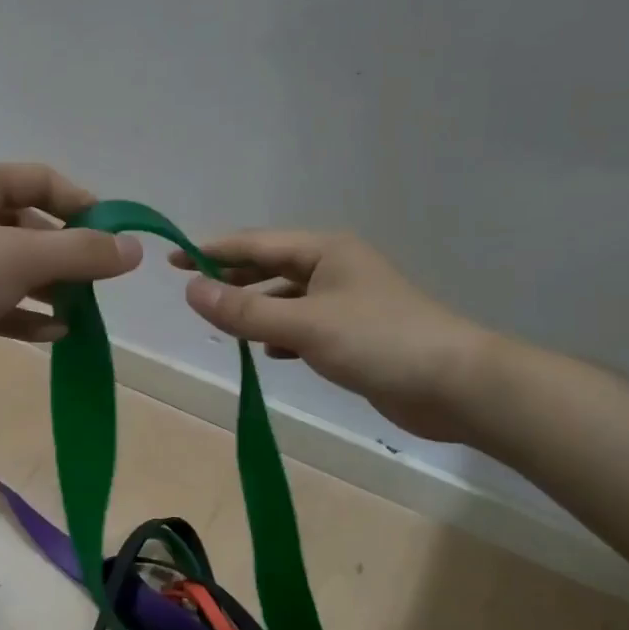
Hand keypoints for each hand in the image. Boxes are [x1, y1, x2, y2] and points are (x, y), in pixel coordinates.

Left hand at [0, 161, 141, 397]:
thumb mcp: (19, 258)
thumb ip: (81, 252)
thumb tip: (134, 249)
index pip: (41, 180)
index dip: (83, 206)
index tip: (114, 239)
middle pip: (29, 226)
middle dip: (67, 255)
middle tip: (98, 283)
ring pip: (12, 266)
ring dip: (48, 288)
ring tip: (81, 312)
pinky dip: (22, 313)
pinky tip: (53, 334)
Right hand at [171, 232, 492, 441]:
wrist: (456, 385)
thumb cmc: (379, 341)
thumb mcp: (304, 325)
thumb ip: (245, 311)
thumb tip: (190, 291)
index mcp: (325, 251)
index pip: (256, 244)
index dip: (212, 250)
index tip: (172, 259)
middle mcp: (335, 269)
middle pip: (271, 267)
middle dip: (232, 277)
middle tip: (191, 290)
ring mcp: (347, 303)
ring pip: (286, 299)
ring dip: (255, 308)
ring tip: (221, 322)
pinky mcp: (355, 336)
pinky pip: (304, 326)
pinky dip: (281, 335)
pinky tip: (267, 351)